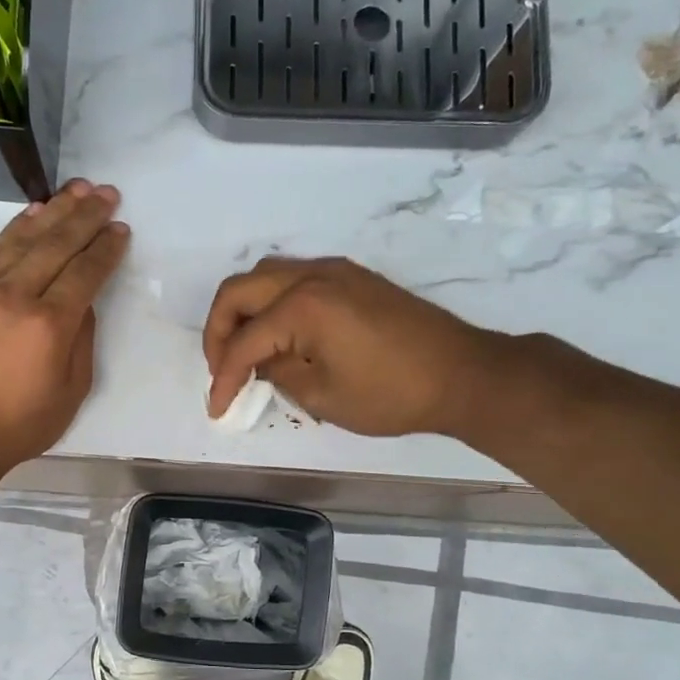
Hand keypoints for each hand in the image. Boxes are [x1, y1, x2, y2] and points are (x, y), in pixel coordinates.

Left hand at [0, 180, 128, 470]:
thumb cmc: (18, 425)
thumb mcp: (70, 392)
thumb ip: (81, 341)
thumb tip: (82, 304)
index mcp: (50, 325)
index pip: (85, 272)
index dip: (105, 248)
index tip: (120, 228)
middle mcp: (17, 296)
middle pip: (56, 244)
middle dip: (85, 216)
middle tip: (106, 193)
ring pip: (23, 238)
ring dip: (53, 211)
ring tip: (76, 190)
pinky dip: (15, 229)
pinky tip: (32, 214)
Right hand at [203, 257, 489, 437]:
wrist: (462, 374)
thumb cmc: (392, 394)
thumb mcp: (323, 396)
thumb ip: (278, 374)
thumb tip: (261, 363)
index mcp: (302, 306)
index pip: (243, 341)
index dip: (223, 378)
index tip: (217, 409)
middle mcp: (312, 275)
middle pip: (239, 290)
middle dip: (219, 331)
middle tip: (222, 370)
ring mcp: (335, 270)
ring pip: (264, 275)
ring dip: (244, 310)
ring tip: (246, 350)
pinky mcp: (352, 276)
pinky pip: (294, 277)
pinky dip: (272, 302)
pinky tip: (280, 334)